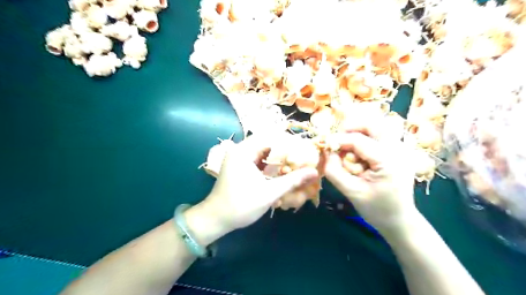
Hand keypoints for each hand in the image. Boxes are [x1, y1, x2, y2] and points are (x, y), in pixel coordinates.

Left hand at [185, 135, 315, 244]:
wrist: (216, 219)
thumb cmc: (241, 206)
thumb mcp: (270, 193)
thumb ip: (292, 180)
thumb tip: (314, 172)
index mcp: (244, 151)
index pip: (270, 137)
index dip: (288, 142)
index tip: (303, 150)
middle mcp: (240, 150)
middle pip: (266, 142)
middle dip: (284, 149)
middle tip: (301, 156)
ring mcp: (238, 158)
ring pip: (262, 150)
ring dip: (277, 156)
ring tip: (294, 162)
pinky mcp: (239, 165)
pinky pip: (257, 158)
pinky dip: (269, 163)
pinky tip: (280, 170)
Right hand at [325, 127, 419, 233]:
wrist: (400, 221)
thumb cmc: (377, 210)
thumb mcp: (351, 192)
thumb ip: (334, 171)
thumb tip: (324, 152)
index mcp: (388, 161)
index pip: (358, 140)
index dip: (338, 140)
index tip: (324, 145)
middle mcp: (397, 149)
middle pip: (373, 124)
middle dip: (351, 128)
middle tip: (337, 141)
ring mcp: (399, 150)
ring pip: (376, 128)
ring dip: (357, 133)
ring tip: (346, 149)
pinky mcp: (396, 153)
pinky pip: (377, 138)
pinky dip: (363, 141)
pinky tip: (357, 156)